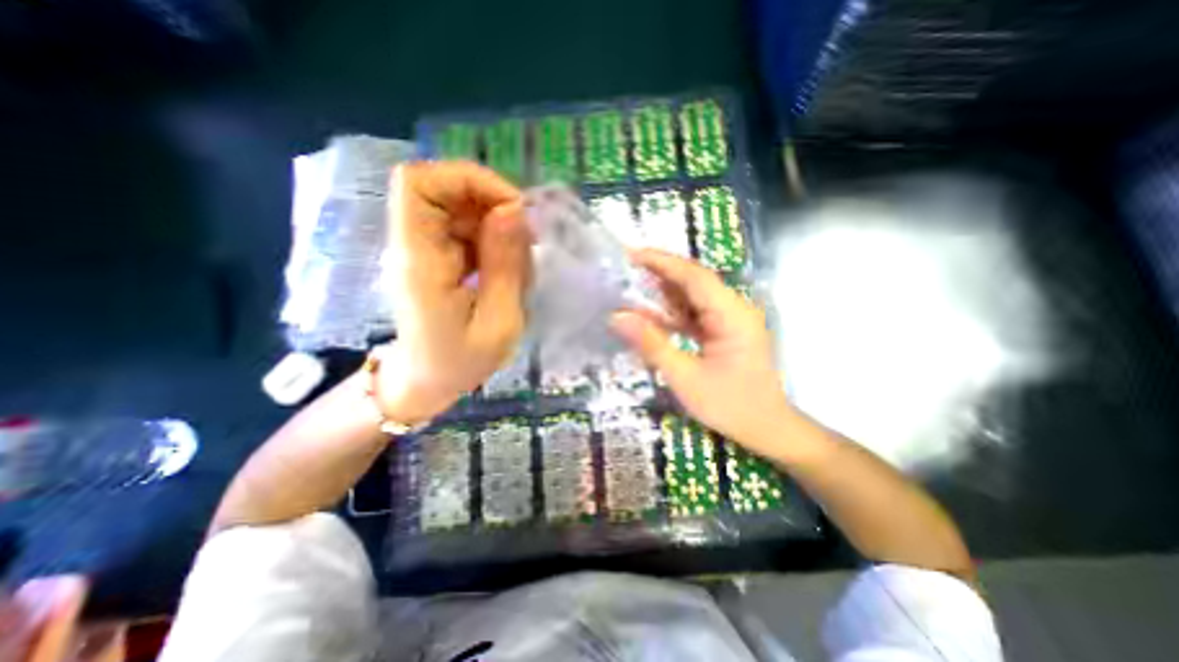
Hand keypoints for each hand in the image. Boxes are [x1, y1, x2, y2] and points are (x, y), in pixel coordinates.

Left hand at [377, 160, 528, 421]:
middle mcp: (413, 245)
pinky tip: (506, 271)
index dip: (467, 180)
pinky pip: (465, 228)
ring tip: (518, 265)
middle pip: (442, 189)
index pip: (418, 183)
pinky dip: (492, 240)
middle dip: (493, 204)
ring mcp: (423, 249)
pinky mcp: (435, 257)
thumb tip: (514, 210)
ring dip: (497, 225)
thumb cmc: (462, 362)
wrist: (426, 382)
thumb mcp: (499, 322)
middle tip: (525, 241)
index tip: (510, 210)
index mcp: (419, 261)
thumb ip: (506, 266)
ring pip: (459, 207)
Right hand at [612, 249, 796, 455]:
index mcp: (732, 315)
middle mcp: (735, 309)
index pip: (694, 276)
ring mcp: (731, 319)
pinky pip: (695, 313)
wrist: (768, 429)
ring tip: (632, 288)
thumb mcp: (685, 378)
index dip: (662, 262)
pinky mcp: (725, 330)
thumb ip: (652, 344)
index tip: (631, 254)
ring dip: (664, 293)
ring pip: (694, 296)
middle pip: (694, 281)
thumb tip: (618, 317)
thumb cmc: (731, 406)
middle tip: (625, 270)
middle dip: (660, 273)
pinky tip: (652, 316)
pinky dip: (673, 313)